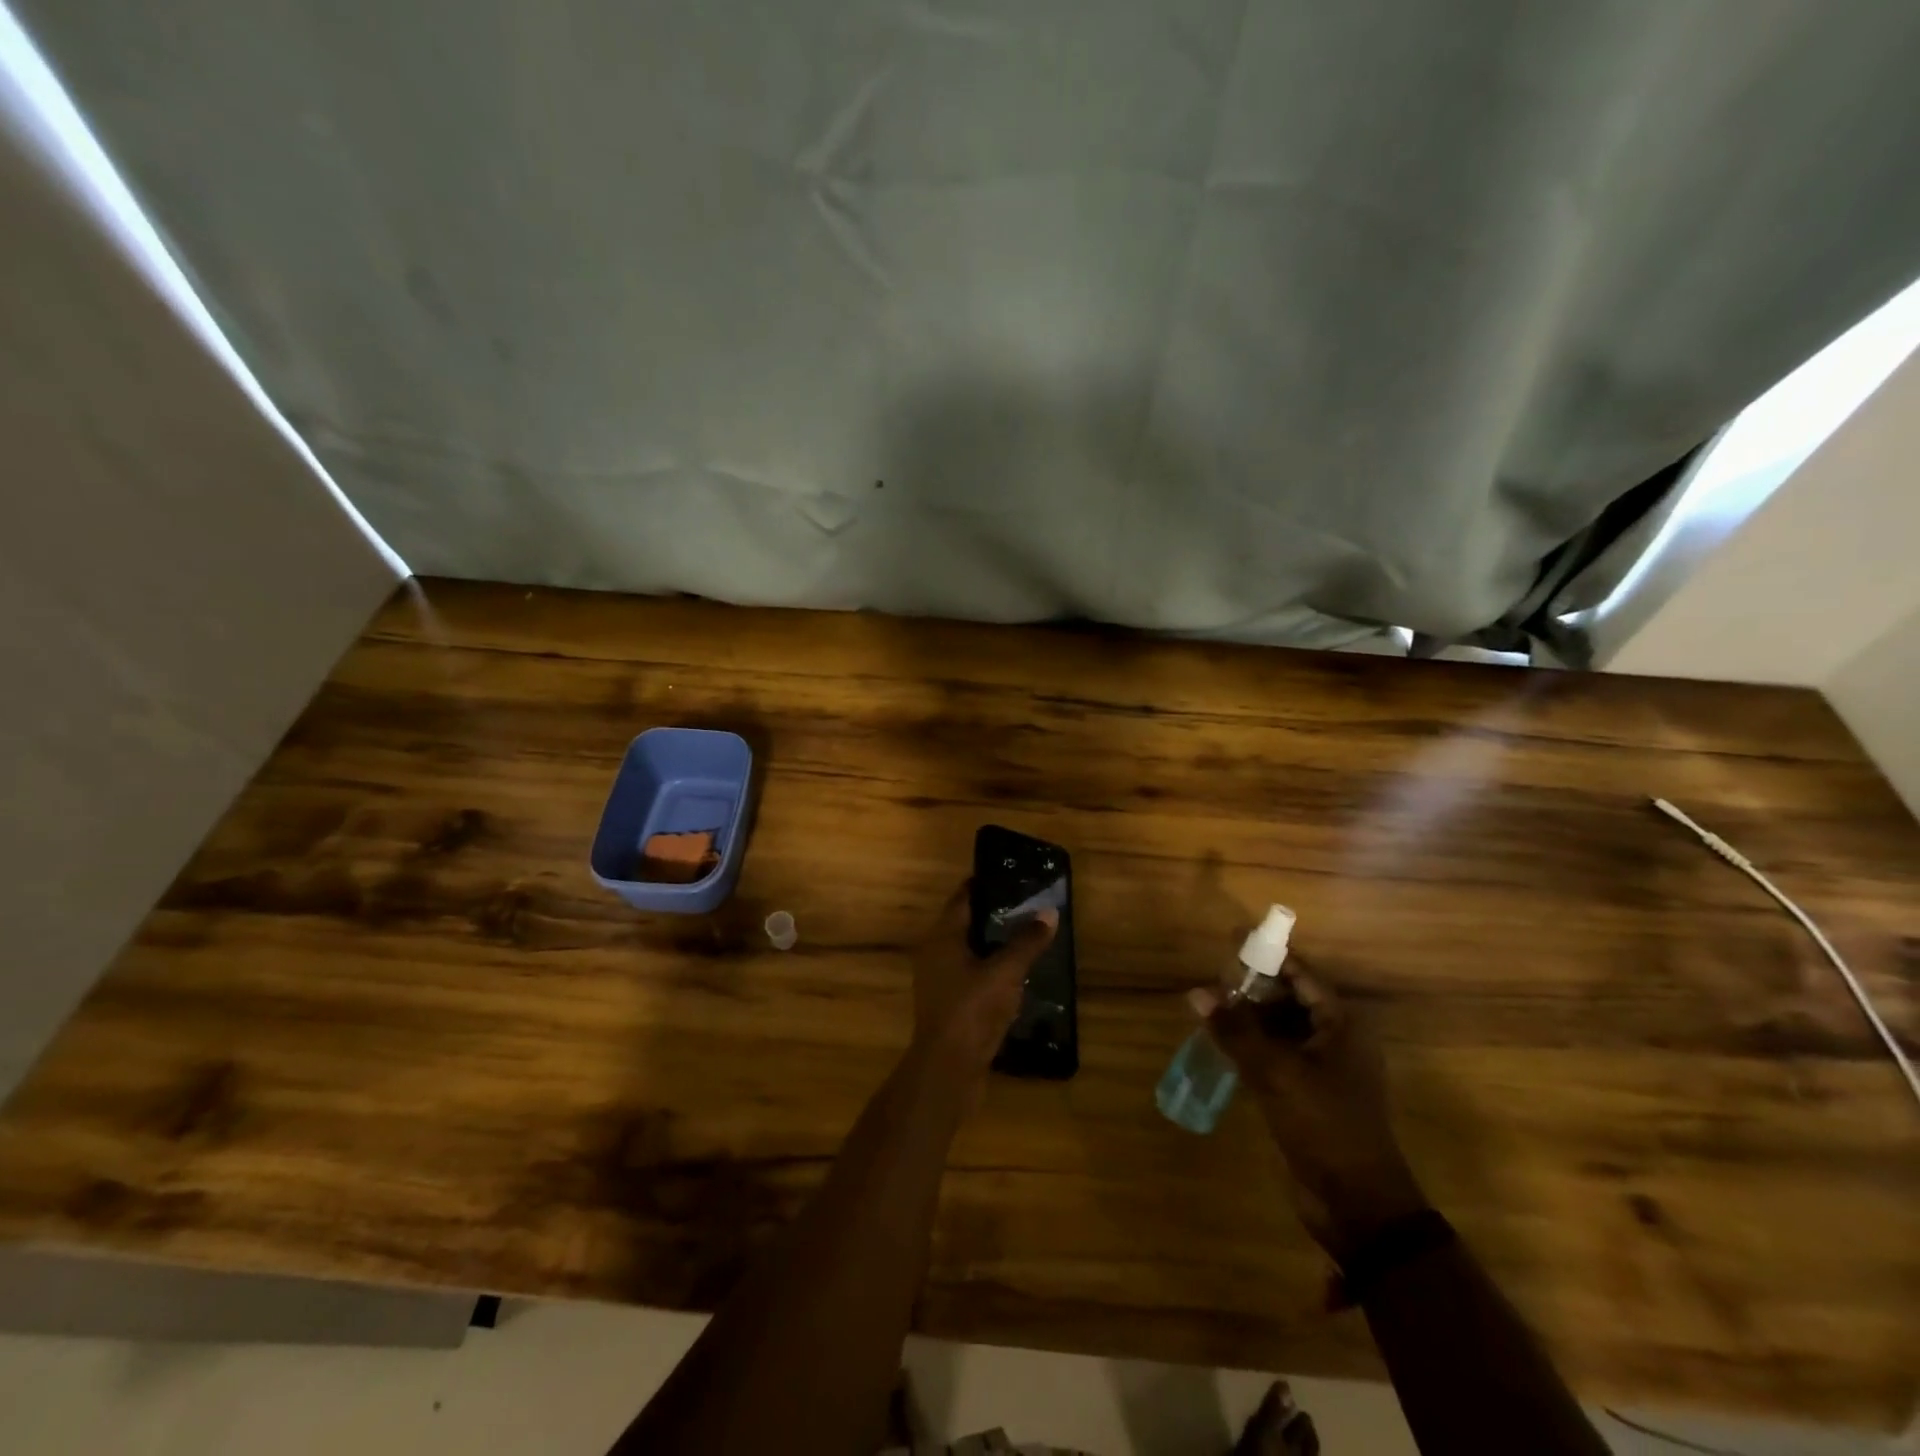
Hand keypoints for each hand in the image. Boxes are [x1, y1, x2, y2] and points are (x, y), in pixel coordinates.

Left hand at [908, 884, 1057, 1100]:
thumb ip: (1027, 942)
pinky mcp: (950, 1004)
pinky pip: (972, 975)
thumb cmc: (972, 1009)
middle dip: (995, 914)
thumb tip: (1049, 912)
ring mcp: (940, 981)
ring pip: (970, 951)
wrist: (948, 1069)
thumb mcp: (1005, 972)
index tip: (1013, 876)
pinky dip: (992, 969)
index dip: (985, 885)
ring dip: (995, 944)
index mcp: (942, 936)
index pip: (963, 898)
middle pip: (966, 923)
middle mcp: (935, 953)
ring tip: (1028, 936)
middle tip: (1028, 904)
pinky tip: (1017, 974)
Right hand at [1194, 960, 1427, 1262]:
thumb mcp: (1275, 1072)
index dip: (1267, 954)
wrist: (1357, 1204)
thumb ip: (1235, 1030)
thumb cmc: (1325, 1125)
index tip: (1232, 937)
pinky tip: (1223, 1041)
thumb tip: (1196, 993)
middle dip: (1253, 986)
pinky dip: (1252, 1044)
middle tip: (1213, 975)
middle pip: (1290, 997)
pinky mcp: (1308, 1093)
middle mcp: (1335, 1038)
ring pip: (1281, 1027)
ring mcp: (1323, 1068)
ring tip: (1210, 1004)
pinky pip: (1277, 1054)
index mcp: (1341, 1024)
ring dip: (1249, 1016)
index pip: (1301, 973)